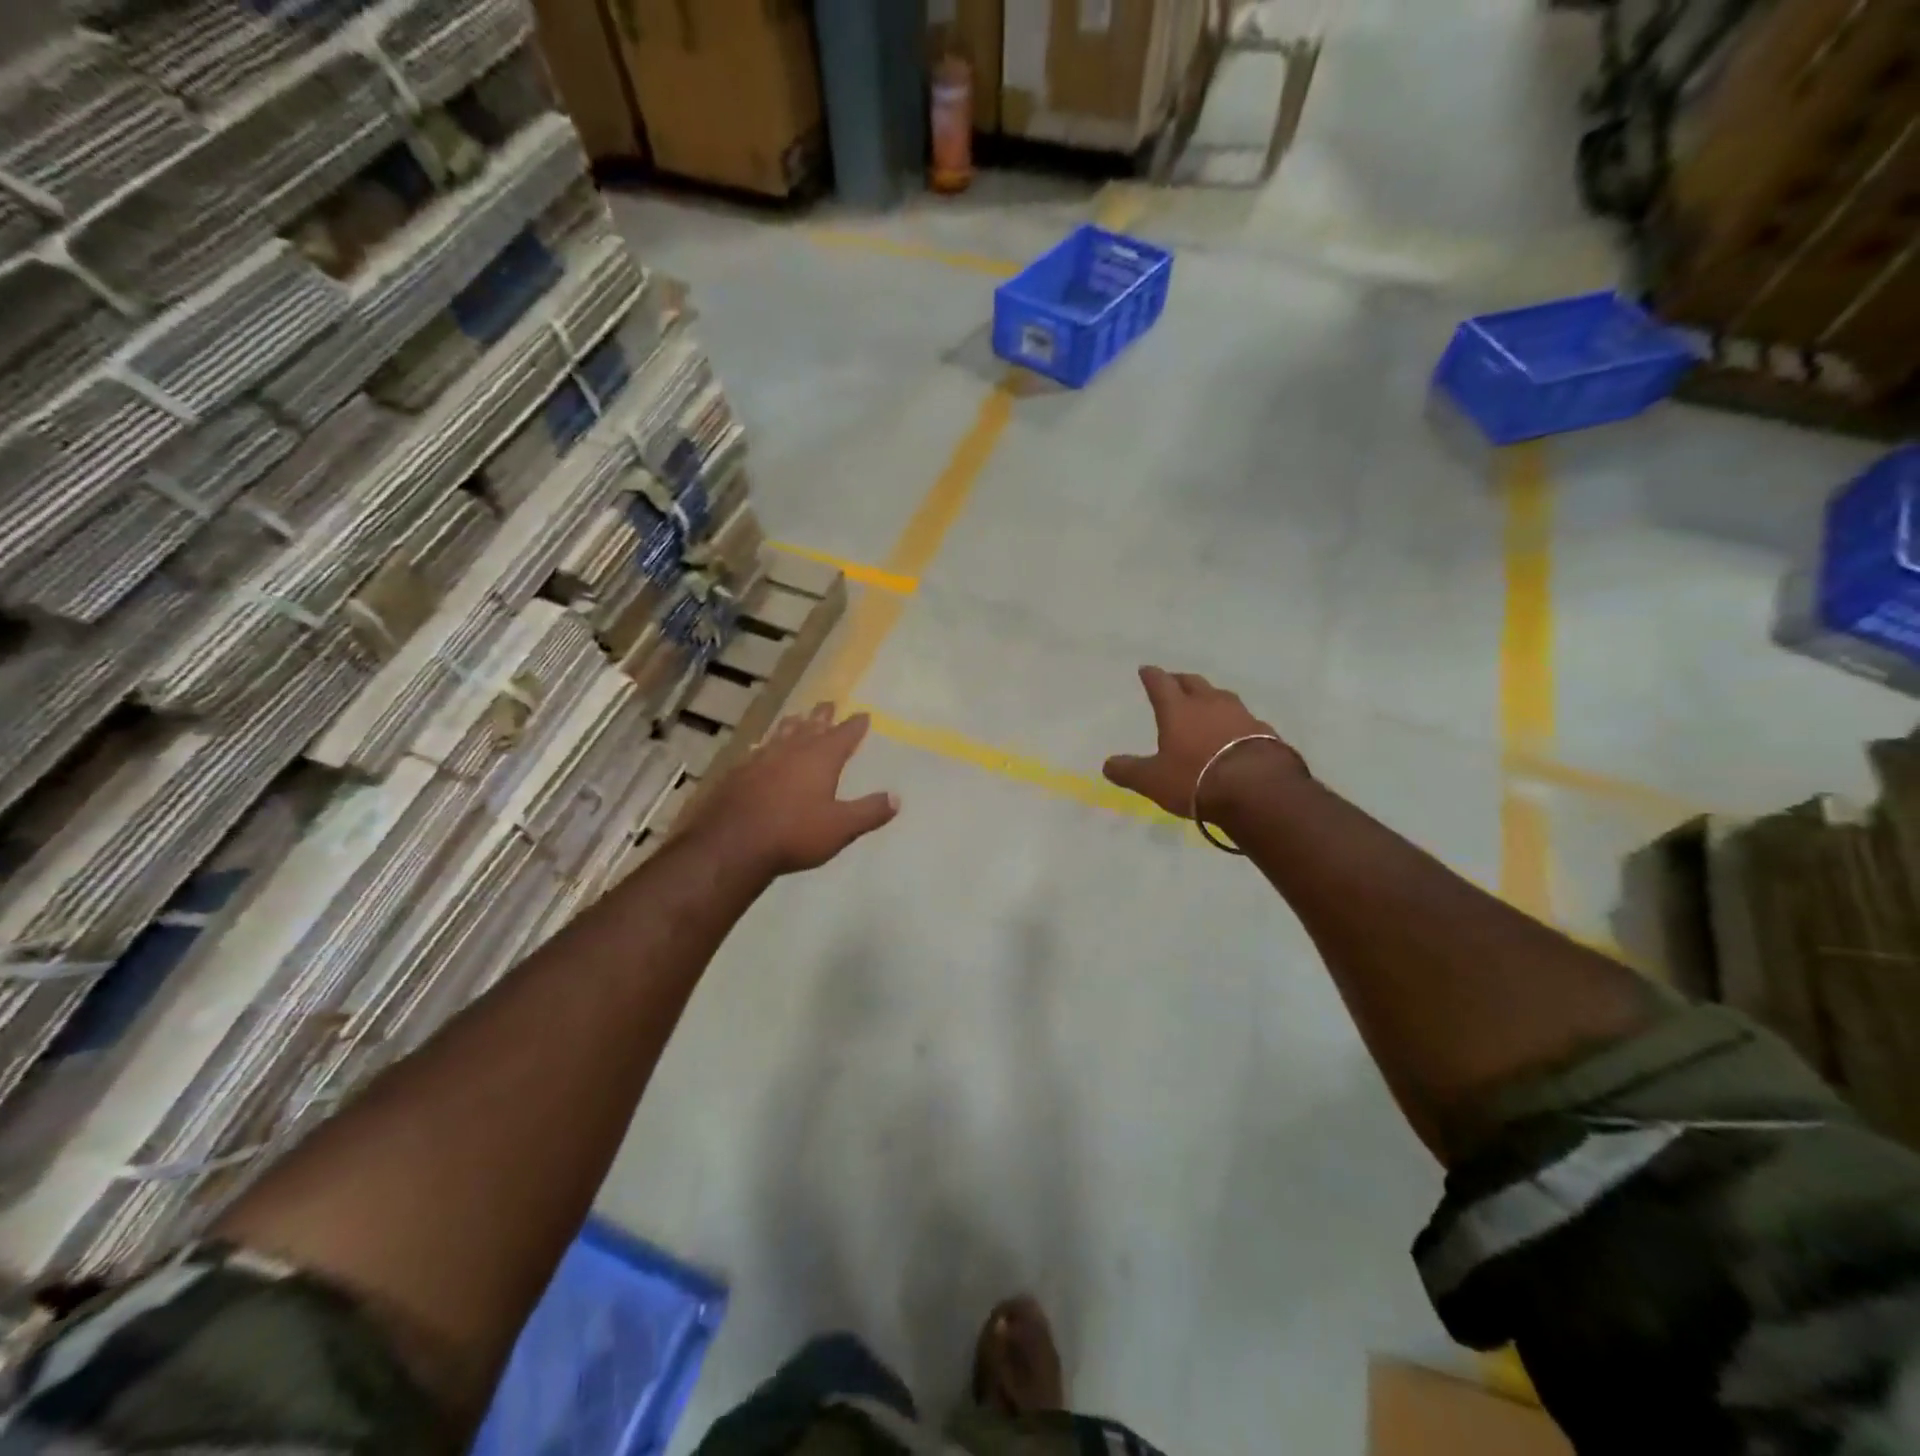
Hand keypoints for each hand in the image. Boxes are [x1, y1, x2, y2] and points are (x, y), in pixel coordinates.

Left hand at [689, 703, 899, 876]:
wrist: (733, 844)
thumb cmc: (794, 834)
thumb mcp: (841, 827)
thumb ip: (869, 811)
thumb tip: (896, 797)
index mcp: (821, 758)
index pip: (844, 735)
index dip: (855, 725)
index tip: (863, 714)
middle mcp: (792, 751)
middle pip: (811, 726)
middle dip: (822, 716)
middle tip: (828, 704)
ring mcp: (762, 759)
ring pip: (781, 734)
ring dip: (792, 725)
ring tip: (797, 717)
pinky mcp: (738, 773)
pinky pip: (757, 751)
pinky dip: (765, 746)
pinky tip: (759, 749)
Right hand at [1102, 667, 1305, 819]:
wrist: (1257, 790)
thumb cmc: (1196, 779)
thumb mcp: (1153, 780)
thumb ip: (1129, 771)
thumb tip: (1107, 765)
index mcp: (1178, 710)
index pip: (1160, 684)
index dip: (1151, 676)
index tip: (1145, 669)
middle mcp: (1209, 704)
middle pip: (1193, 682)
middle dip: (1180, 681)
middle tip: (1174, 682)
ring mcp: (1240, 714)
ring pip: (1221, 696)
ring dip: (1210, 697)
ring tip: (1205, 704)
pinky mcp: (1263, 731)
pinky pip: (1244, 719)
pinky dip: (1234, 721)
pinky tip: (1234, 732)